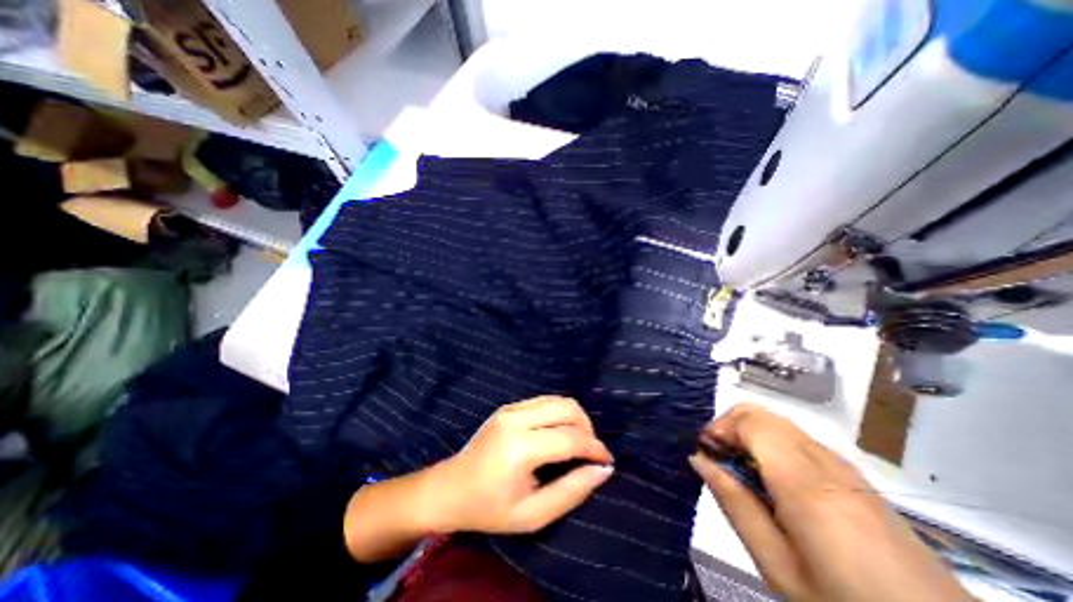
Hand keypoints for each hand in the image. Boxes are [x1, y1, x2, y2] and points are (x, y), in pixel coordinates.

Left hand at [429, 398, 610, 532]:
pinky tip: (559, 432)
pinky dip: (560, 413)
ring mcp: (511, 408)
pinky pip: (544, 400)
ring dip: (575, 418)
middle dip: (587, 428)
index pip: (570, 438)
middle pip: (567, 408)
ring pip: (558, 399)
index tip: (607, 461)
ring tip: (578, 442)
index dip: (594, 448)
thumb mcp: (533, 515)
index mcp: (519, 447)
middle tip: (590, 452)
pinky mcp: (509, 406)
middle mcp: (516, 418)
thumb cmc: (489, 508)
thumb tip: (603, 470)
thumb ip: (571, 491)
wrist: (450, 488)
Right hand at [688, 404, 974, 601]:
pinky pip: (797, 440)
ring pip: (777, 424)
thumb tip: (700, 460)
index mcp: (804, 482)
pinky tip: (772, 483)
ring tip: (741, 473)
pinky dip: (771, 445)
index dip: (719, 427)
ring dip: (749, 435)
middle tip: (718, 460)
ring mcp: (843, 466)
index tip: (705, 453)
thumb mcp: (778, 566)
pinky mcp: (853, 475)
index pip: (750, 421)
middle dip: (729, 426)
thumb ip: (735, 504)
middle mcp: (824, 461)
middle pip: (761, 414)